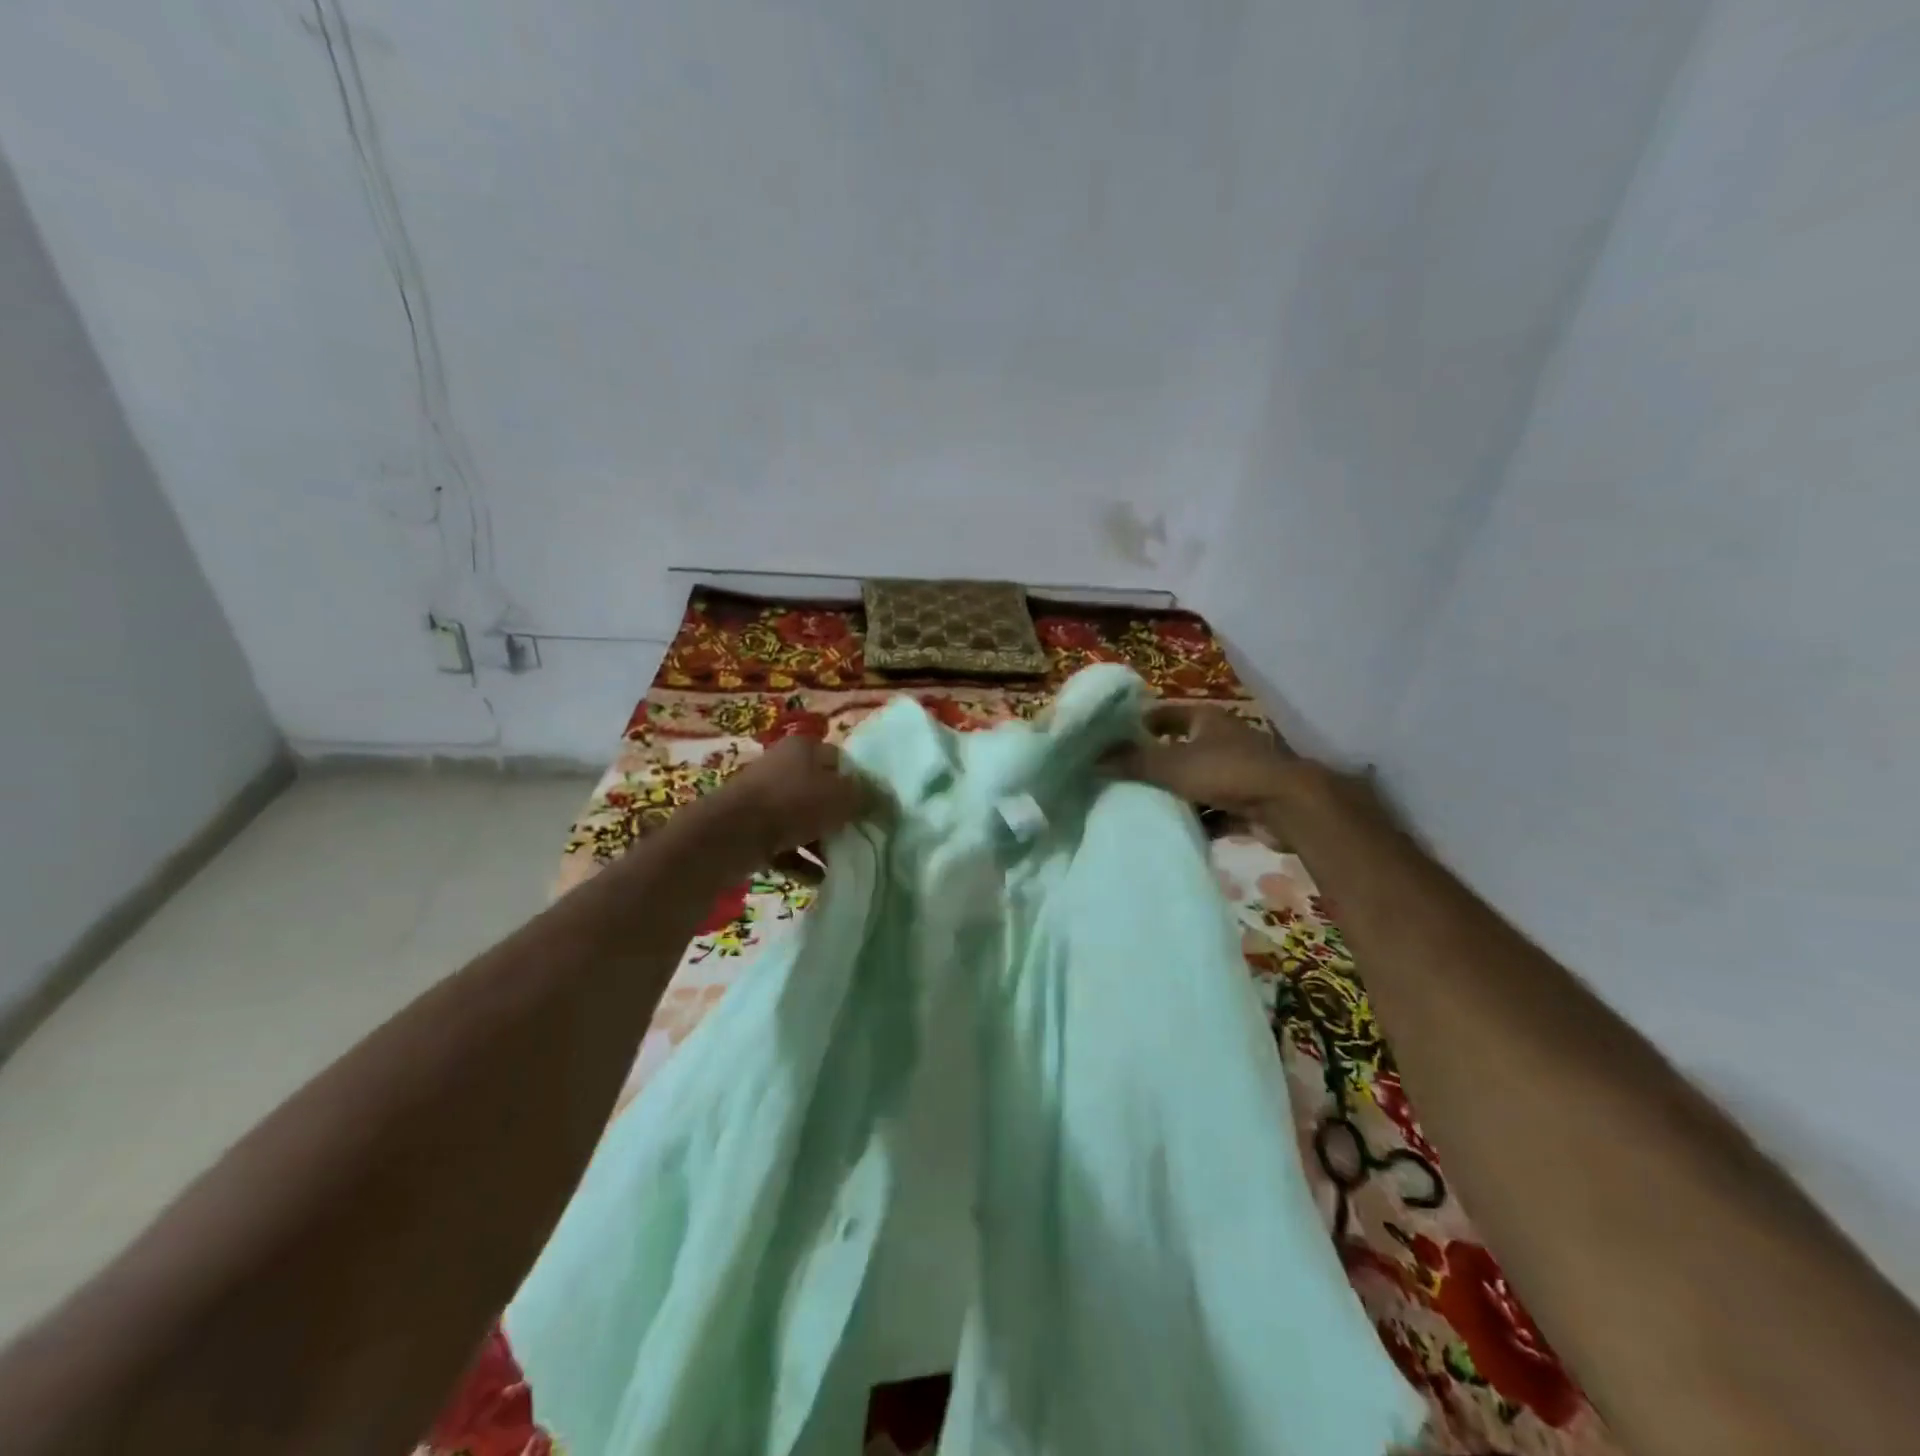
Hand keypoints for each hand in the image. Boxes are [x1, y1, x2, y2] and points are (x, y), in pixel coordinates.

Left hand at [707, 736, 878, 863]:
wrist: (730, 835)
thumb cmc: (793, 804)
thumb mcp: (843, 797)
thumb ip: (869, 799)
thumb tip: (888, 805)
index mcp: (804, 748)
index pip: (842, 761)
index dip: (861, 785)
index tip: (873, 810)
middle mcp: (782, 766)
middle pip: (822, 792)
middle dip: (841, 818)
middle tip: (859, 838)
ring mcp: (763, 798)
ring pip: (803, 820)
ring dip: (822, 842)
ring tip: (841, 863)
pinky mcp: (750, 828)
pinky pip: (784, 844)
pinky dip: (802, 860)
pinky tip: (819, 879)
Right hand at [1104, 704, 1303, 819]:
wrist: (1287, 805)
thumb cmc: (1227, 772)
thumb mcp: (1171, 765)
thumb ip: (1132, 762)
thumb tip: (1093, 759)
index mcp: (1205, 719)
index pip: (1162, 714)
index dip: (1136, 724)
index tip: (1109, 741)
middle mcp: (1221, 739)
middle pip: (1178, 748)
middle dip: (1152, 763)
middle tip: (1119, 777)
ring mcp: (1235, 771)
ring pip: (1194, 781)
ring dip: (1173, 794)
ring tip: (1139, 806)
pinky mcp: (1245, 801)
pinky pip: (1211, 809)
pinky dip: (1195, 819)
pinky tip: (1171, 830)